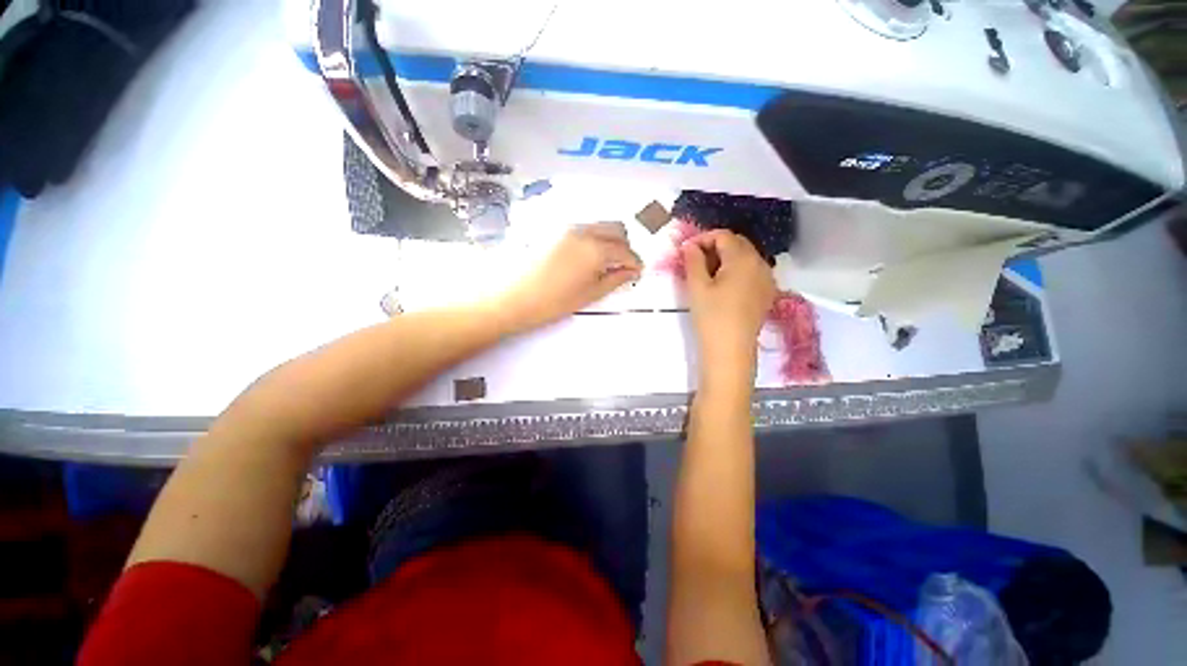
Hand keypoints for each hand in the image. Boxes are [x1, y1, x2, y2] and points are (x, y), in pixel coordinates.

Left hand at [498, 222, 641, 330]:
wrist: (512, 297)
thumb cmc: (553, 302)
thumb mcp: (589, 295)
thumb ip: (615, 280)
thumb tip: (631, 271)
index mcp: (596, 249)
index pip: (626, 251)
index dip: (635, 262)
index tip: (636, 272)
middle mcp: (584, 231)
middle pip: (616, 229)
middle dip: (625, 246)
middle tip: (622, 266)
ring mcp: (567, 228)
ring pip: (599, 226)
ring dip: (609, 240)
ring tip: (603, 263)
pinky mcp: (554, 230)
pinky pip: (583, 228)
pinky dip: (593, 238)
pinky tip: (585, 257)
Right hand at [681, 230, 775, 379]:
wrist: (730, 350)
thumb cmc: (711, 316)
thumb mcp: (697, 286)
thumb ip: (692, 260)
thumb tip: (689, 245)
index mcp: (743, 258)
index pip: (723, 236)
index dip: (703, 238)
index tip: (686, 250)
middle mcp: (760, 263)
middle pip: (737, 244)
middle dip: (715, 246)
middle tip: (694, 261)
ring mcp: (767, 279)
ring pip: (746, 257)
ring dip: (726, 258)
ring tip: (707, 273)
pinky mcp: (767, 293)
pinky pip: (752, 272)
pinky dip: (737, 271)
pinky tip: (724, 285)